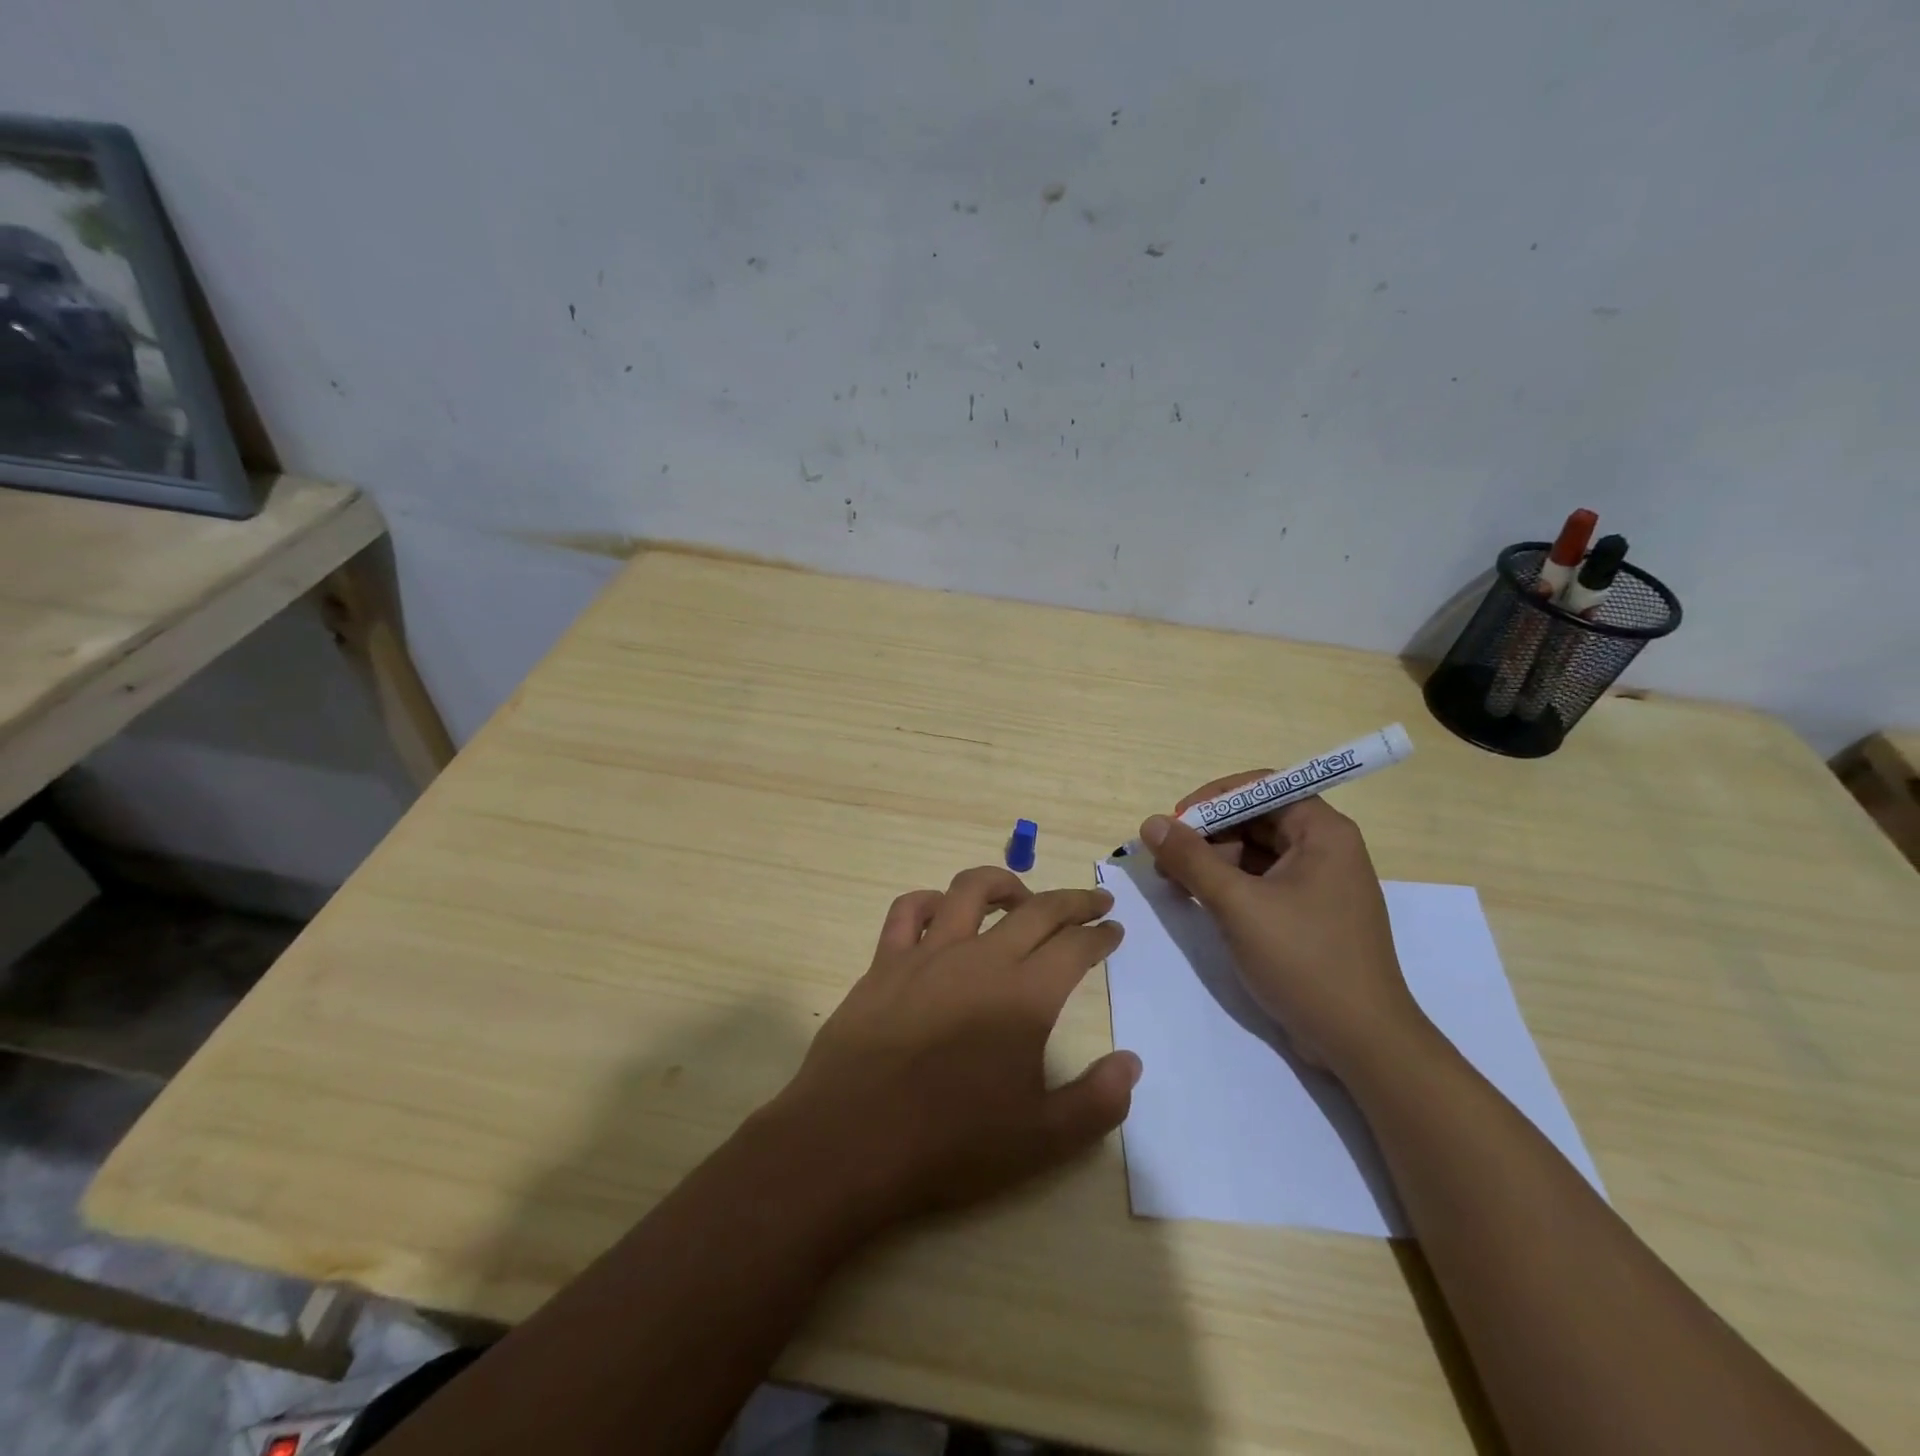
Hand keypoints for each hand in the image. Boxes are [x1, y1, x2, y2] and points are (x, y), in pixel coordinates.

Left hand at [767, 866, 1139, 1228]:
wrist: (854, 1141)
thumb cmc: (952, 1143)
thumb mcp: (1042, 1139)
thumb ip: (1097, 1101)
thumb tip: (1131, 1063)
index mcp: (1024, 996)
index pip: (1075, 947)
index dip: (1100, 935)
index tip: (1113, 930)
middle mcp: (980, 959)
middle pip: (1037, 910)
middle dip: (1073, 901)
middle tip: (1094, 902)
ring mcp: (928, 954)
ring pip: (971, 890)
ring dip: (1004, 883)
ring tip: (1021, 896)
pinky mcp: (885, 961)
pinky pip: (907, 911)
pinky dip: (930, 901)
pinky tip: (940, 912)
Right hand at [1140, 775, 1425, 1078]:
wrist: (1361, 1042)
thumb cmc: (1304, 960)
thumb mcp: (1238, 904)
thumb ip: (1191, 859)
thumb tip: (1151, 823)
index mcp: (1323, 832)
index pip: (1262, 788)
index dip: (1215, 798)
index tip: (1176, 822)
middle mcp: (1325, 849)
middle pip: (1256, 819)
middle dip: (1208, 834)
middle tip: (1166, 859)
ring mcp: (1319, 884)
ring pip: (1255, 853)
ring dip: (1213, 861)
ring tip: (1175, 884)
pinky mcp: (1309, 915)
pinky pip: (1262, 882)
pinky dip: (1229, 886)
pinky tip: (1200, 901)